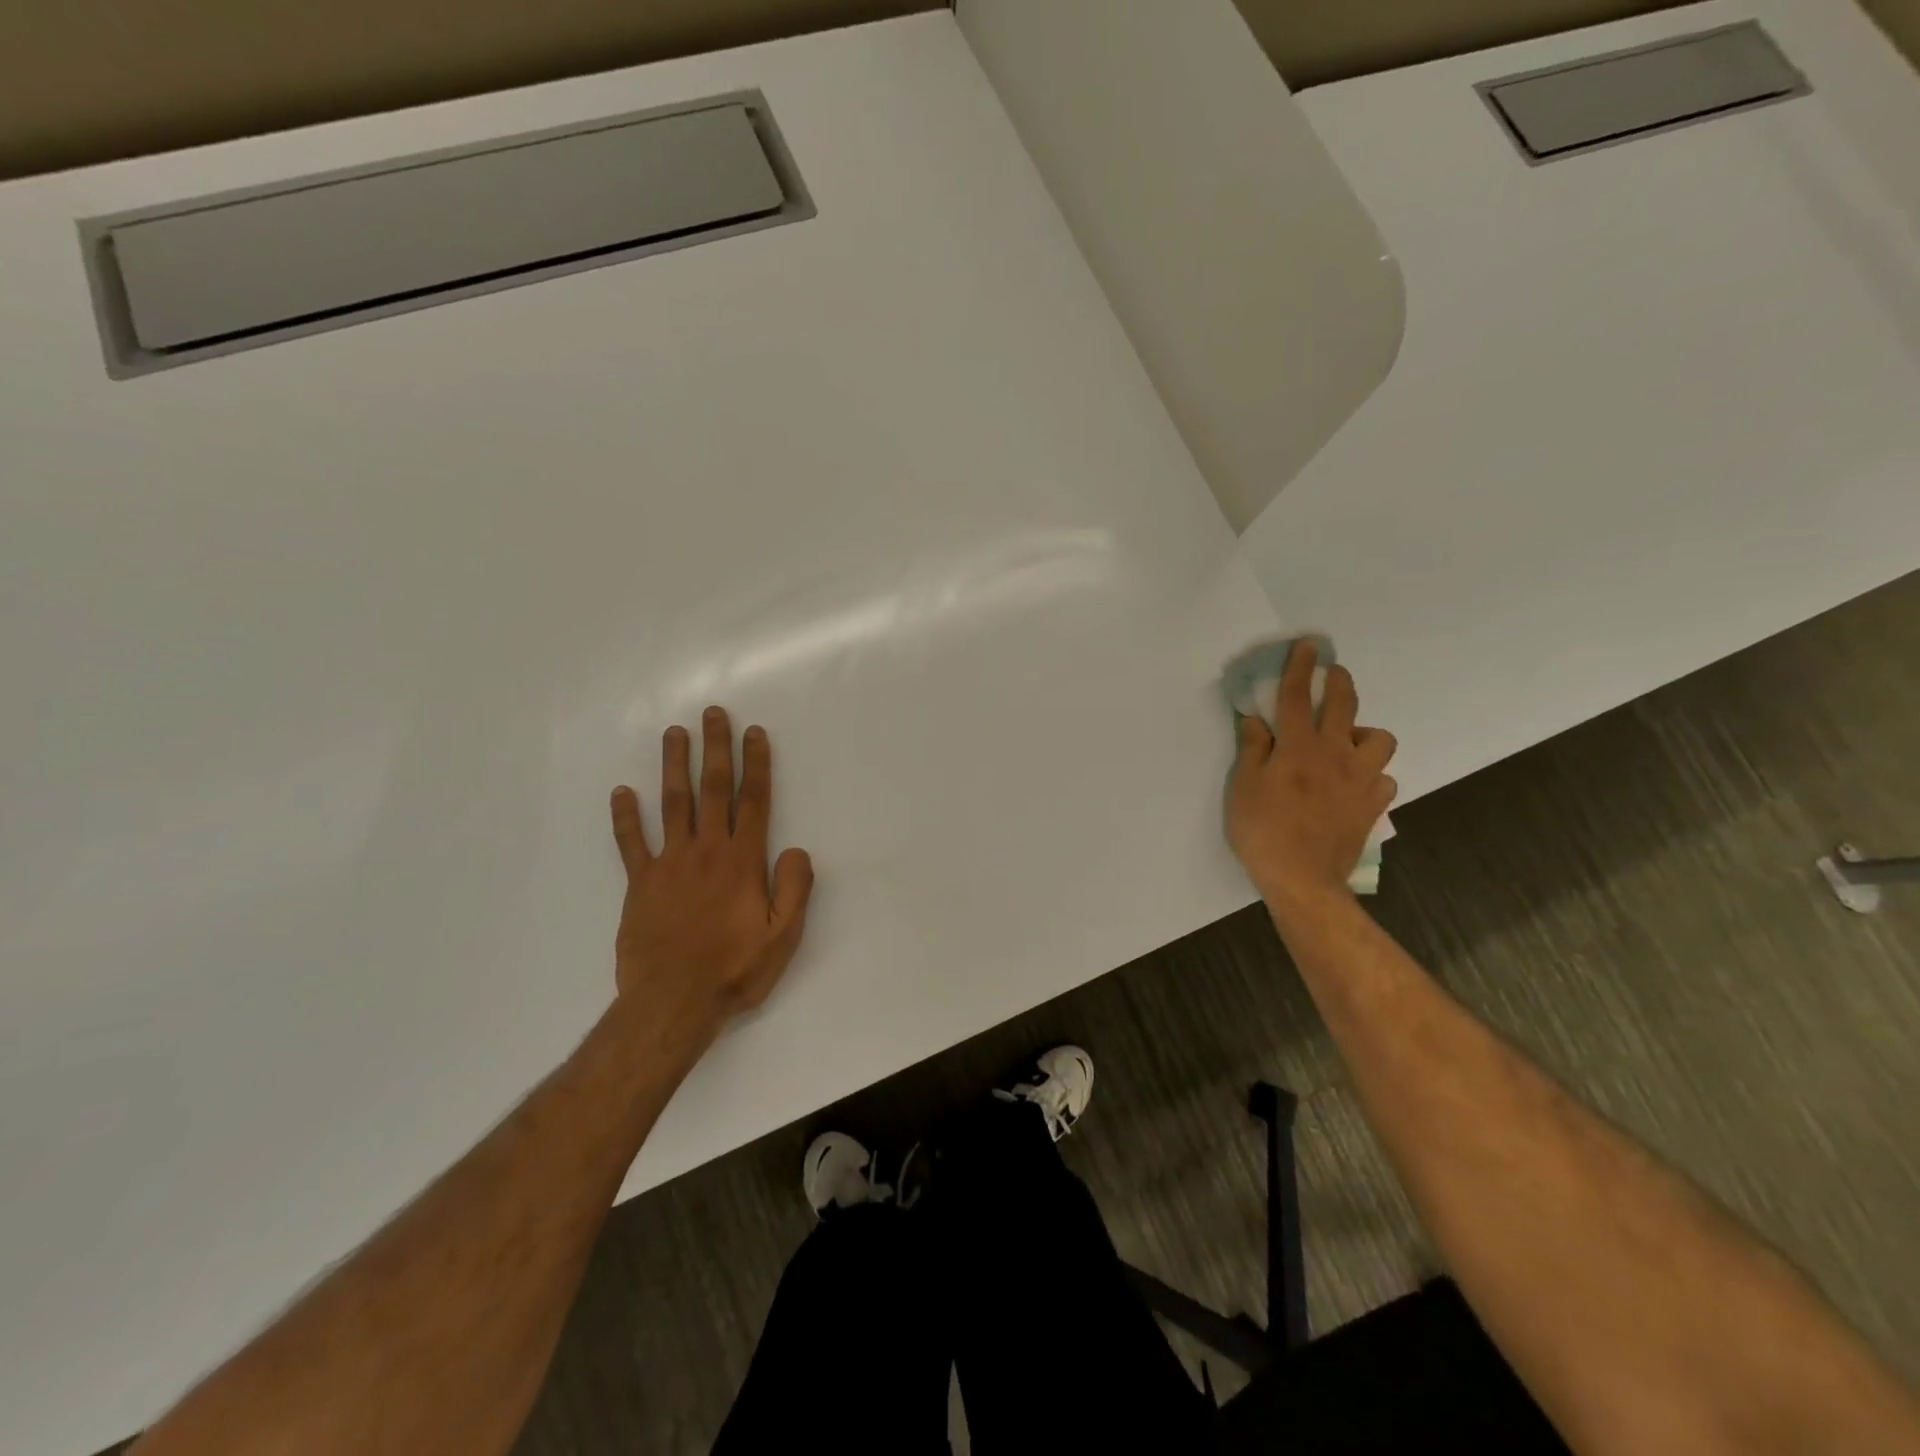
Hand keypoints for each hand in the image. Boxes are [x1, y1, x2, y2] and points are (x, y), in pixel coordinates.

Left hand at [608, 707, 814, 1044]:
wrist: (673, 1002)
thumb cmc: (734, 969)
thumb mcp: (783, 936)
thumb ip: (795, 888)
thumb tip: (797, 850)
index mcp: (742, 861)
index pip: (753, 801)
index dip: (755, 764)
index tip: (754, 733)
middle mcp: (706, 851)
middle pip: (713, 789)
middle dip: (715, 748)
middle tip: (713, 714)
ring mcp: (669, 864)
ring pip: (673, 803)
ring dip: (674, 766)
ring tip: (674, 733)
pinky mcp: (640, 883)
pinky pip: (631, 842)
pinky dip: (625, 816)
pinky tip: (622, 792)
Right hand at [1226, 641, 1398, 904]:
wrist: (1303, 879)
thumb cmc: (1263, 831)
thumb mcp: (1243, 788)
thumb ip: (1252, 749)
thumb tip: (1256, 720)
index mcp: (1298, 748)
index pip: (1298, 697)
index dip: (1300, 669)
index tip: (1306, 646)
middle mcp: (1335, 755)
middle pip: (1344, 705)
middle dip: (1338, 681)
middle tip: (1331, 672)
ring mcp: (1360, 780)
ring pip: (1379, 739)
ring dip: (1363, 732)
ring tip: (1346, 740)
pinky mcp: (1373, 805)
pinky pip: (1383, 778)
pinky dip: (1371, 774)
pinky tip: (1356, 782)